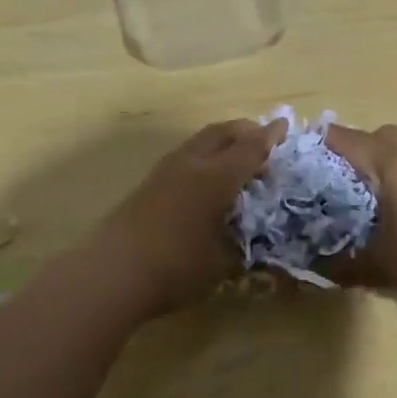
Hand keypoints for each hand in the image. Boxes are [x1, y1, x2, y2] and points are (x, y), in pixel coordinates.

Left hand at [86, 119, 283, 318]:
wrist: (112, 272)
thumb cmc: (175, 267)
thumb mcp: (221, 264)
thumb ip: (241, 248)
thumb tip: (251, 243)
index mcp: (216, 177)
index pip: (250, 148)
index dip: (269, 138)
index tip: (285, 125)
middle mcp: (192, 164)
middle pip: (222, 133)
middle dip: (244, 130)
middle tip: (261, 137)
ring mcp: (165, 171)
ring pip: (199, 141)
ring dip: (221, 141)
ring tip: (234, 156)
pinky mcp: (148, 183)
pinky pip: (185, 156)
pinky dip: (203, 155)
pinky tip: (204, 177)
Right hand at [323, 123, 396, 312]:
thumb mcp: (380, 267)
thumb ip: (342, 264)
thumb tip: (314, 268)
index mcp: (390, 161)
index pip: (343, 139)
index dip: (319, 146)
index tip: (303, 160)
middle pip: (374, 134)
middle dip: (355, 152)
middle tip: (341, 183)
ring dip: (386, 150)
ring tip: (378, 183)